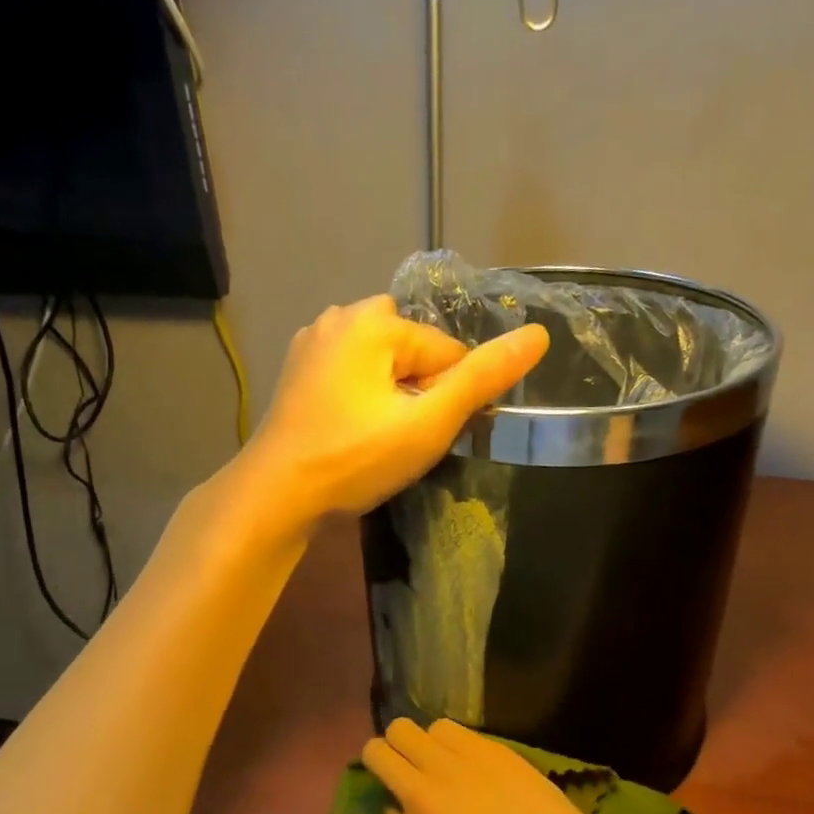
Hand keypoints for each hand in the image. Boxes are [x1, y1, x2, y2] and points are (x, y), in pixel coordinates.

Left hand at [240, 296, 547, 525]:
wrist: (275, 497)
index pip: (446, 351)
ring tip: (380, 441)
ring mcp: (311, 344)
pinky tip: (353, 433)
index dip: (450, 397)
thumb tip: (538, 335)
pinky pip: (351, 374)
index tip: (429, 436)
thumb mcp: (428, 423)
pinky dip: (363, 398)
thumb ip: (482, 378)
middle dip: (421, 390)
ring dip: (393, 396)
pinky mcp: (296, 373)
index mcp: (373, 319)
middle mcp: (339, 317)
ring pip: (381, 364)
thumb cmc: (355, 459)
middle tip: (405, 439)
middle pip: (412, 350)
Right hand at [362, 718, 630, 813]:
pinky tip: (469, 757)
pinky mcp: (490, 749)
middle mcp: (424, 794)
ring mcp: (457, 766)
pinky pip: (450, 727)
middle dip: (388, 753)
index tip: (402, 805)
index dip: (387, 796)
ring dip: (419, 742)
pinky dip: (450, 739)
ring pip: (414, 727)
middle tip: (406, 769)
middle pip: (382, 746)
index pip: (376, 799)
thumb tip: (401, 806)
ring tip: (440, 761)